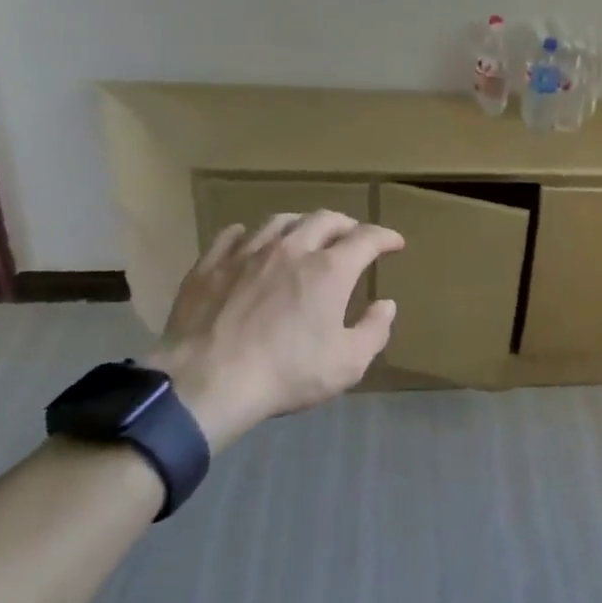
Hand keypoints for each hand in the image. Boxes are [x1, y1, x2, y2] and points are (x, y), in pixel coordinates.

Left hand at [147, 212, 403, 449]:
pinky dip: (249, 234)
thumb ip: (374, 331)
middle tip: (353, 236)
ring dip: (301, 224)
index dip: (385, 237)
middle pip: (325, 219)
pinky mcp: (211, 265)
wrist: (206, 382)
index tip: (395, 243)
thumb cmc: (285, 374)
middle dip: (346, 224)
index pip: (367, 238)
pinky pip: (231, 235)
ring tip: (306, 234)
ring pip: (280, 221)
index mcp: (329, 270)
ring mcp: (247, 253)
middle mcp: (292, 249)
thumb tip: (386, 304)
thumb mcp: (346, 364)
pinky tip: (249, 241)